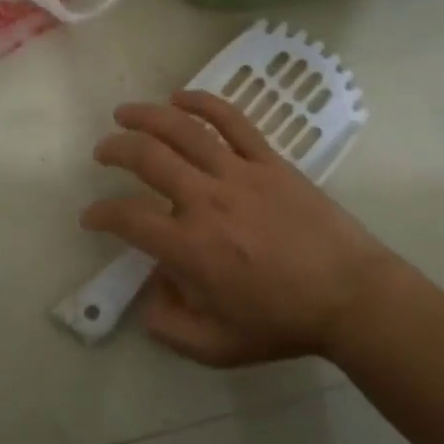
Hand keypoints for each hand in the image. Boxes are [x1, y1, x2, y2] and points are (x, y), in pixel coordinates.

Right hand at [81, 90, 404, 365]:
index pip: (128, 218)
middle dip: (115, 150)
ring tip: (125, 113)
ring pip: (183, 130)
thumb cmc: (283, 323)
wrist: (351, 296)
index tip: (92, 216)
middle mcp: (207, 201)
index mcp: (190, 248)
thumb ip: (171, 326)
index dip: (101, 214)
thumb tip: (151, 294)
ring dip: (146, 116)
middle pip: (147, 158)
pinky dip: (203, 102)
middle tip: (103, 152)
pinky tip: (180, 96)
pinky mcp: (269, 160)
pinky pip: (232, 121)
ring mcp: (240, 174)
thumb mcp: (217, 347)